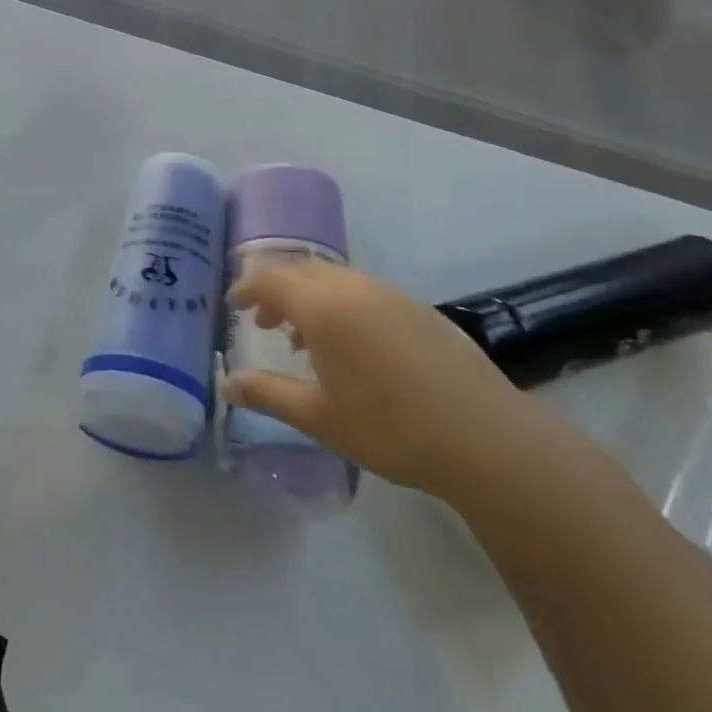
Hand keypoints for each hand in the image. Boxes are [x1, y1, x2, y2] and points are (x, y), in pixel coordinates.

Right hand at [221, 260, 551, 506]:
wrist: (485, 438)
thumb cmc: (390, 427)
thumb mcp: (318, 417)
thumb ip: (268, 394)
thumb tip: (226, 384)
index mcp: (322, 307)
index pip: (271, 280)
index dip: (247, 289)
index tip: (233, 305)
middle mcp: (353, 288)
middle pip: (302, 272)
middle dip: (277, 292)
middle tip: (264, 324)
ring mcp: (390, 295)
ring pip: (336, 280)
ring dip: (311, 299)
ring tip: (306, 340)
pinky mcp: (419, 309)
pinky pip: (365, 293)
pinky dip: (343, 306)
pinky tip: (354, 348)